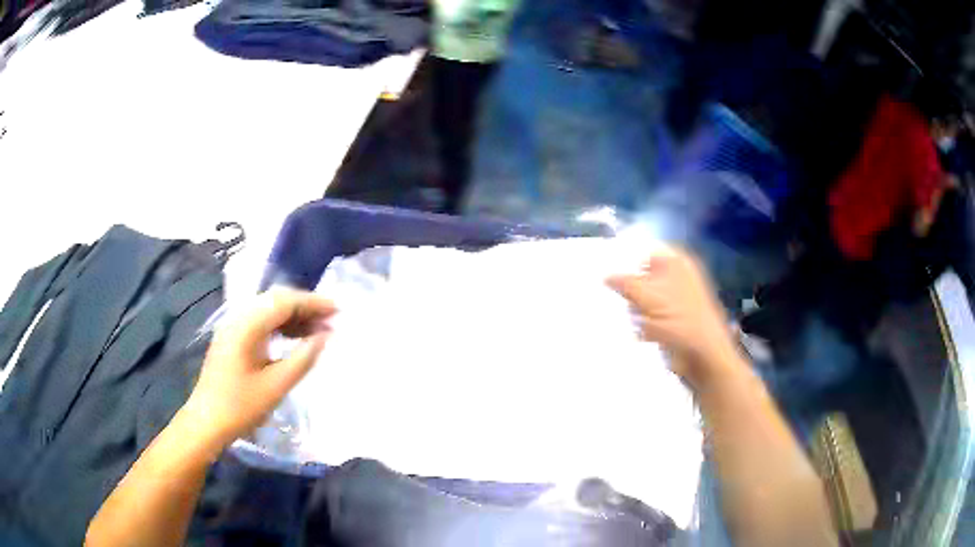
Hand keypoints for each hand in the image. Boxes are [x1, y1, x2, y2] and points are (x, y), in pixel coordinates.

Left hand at [182, 288, 335, 448]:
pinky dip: (280, 326)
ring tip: (318, 330)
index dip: (312, 302)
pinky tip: (295, 338)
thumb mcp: (276, 386)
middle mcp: (238, 318)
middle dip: (305, 307)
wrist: (207, 422)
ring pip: (268, 310)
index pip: (283, 302)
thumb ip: (302, 359)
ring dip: (293, 316)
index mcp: (246, 326)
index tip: (338, 310)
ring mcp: (233, 328)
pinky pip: (260, 322)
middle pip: (275, 300)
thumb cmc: (241, 406)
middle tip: (331, 320)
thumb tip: (324, 337)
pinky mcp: (233, 339)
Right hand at [607, 247, 739, 388]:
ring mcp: (675, 300)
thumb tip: (605, 275)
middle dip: (627, 286)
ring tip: (622, 315)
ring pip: (643, 297)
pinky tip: (632, 329)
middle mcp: (677, 277)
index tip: (604, 269)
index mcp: (676, 262)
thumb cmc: (680, 320)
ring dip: (632, 307)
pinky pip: (648, 316)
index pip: (645, 250)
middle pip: (643, 275)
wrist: (703, 357)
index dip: (626, 258)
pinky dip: (639, 322)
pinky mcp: (671, 321)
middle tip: (609, 294)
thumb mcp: (648, 296)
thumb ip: (624, 282)